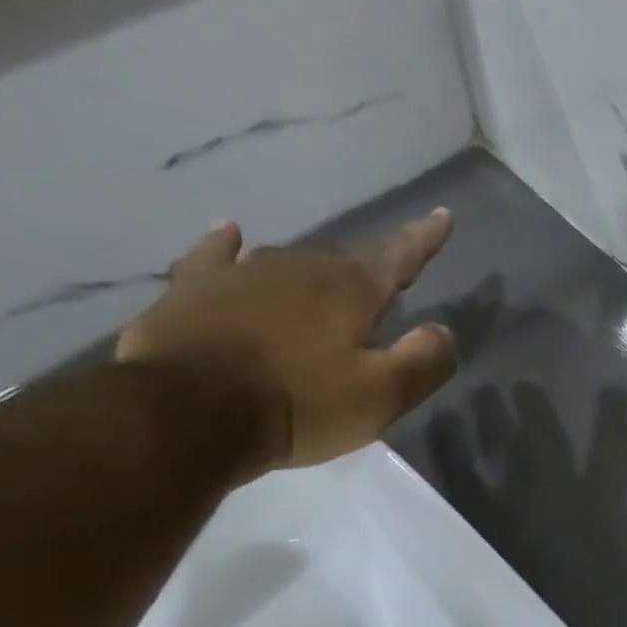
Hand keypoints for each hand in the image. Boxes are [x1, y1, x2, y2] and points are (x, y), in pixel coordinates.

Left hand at [117, 212, 457, 471]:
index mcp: (351, 291)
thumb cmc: (300, 404)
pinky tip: (230, 233)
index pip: (399, 256)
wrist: (185, 412)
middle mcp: (300, 269)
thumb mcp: (384, 395)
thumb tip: (441, 331)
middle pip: (345, 262)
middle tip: (381, 296)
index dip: (423, 238)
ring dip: (313, 273)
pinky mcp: (193, 290)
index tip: (442, 214)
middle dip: (368, 273)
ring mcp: (241, 274)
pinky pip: (215, 256)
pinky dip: (226, 244)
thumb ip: (424, 360)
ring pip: (290, 262)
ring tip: (324, 286)